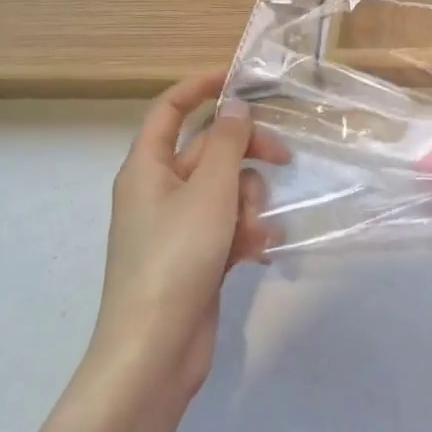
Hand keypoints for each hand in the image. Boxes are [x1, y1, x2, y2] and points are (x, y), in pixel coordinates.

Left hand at [84, 73, 288, 413]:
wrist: (154, 352)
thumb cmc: (176, 258)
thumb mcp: (209, 190)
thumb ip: (227, 142)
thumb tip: (234, 106)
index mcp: (147, 168)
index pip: (169, 109)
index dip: (201, 87)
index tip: (240, 79)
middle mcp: (159, 190)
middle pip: (210, 150)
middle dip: (248, 155)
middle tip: (283, 160)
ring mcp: (178, 225)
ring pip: (227, 188)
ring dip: (250, 203)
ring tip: (254, 232)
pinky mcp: (196, 255)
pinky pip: (228, 224)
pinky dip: (246, 232)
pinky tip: (260, 253)